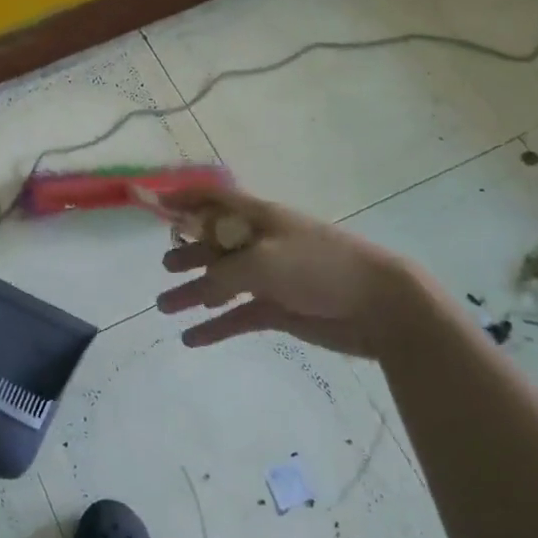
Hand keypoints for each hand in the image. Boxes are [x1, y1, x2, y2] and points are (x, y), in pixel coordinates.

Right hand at [156, 187, 425, 360]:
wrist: (381, 305)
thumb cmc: (319, 268)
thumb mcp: (263, 263)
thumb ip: (223, 274)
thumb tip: (202, 288)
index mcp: (258, 218)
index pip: (214, 200)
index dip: (185, 198)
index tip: (156, 204)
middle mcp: (260, 243)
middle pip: (214, 244)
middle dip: (188, 253)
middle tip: (165, 268)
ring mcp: (271, 277)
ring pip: (222, 283)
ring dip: (194, 293)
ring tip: (164, 306)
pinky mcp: (280, 309)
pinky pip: (238, 315)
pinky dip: (215, 326)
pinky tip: (192, 339)